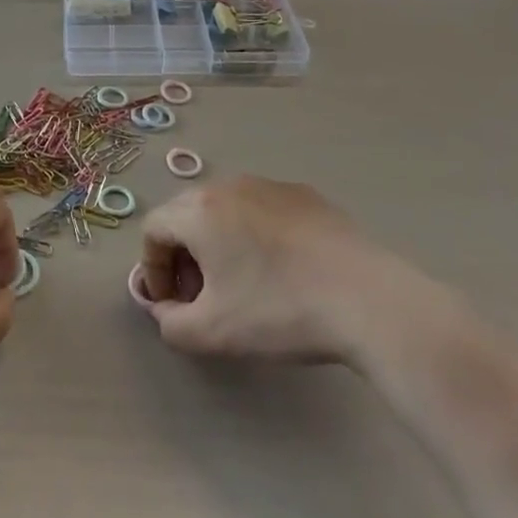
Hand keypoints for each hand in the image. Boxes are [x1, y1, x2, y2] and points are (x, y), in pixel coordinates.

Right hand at [136, 177, 391, 362]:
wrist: (365, 298)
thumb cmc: (279, 311)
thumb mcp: (213, 333)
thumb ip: (171, 323)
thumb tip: (165, 309)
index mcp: (199, 211)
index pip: (154, 229)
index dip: (152, 267)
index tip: (171, 303)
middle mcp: (228, 185)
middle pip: (186, 213)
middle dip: (183, 253)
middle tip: (200, 293)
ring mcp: (269, 185)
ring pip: (225, 208)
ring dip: (218, 240)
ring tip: (239, 281)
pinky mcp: (304, 194)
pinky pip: (261, 208)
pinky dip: (254, 232)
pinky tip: (280, 268)